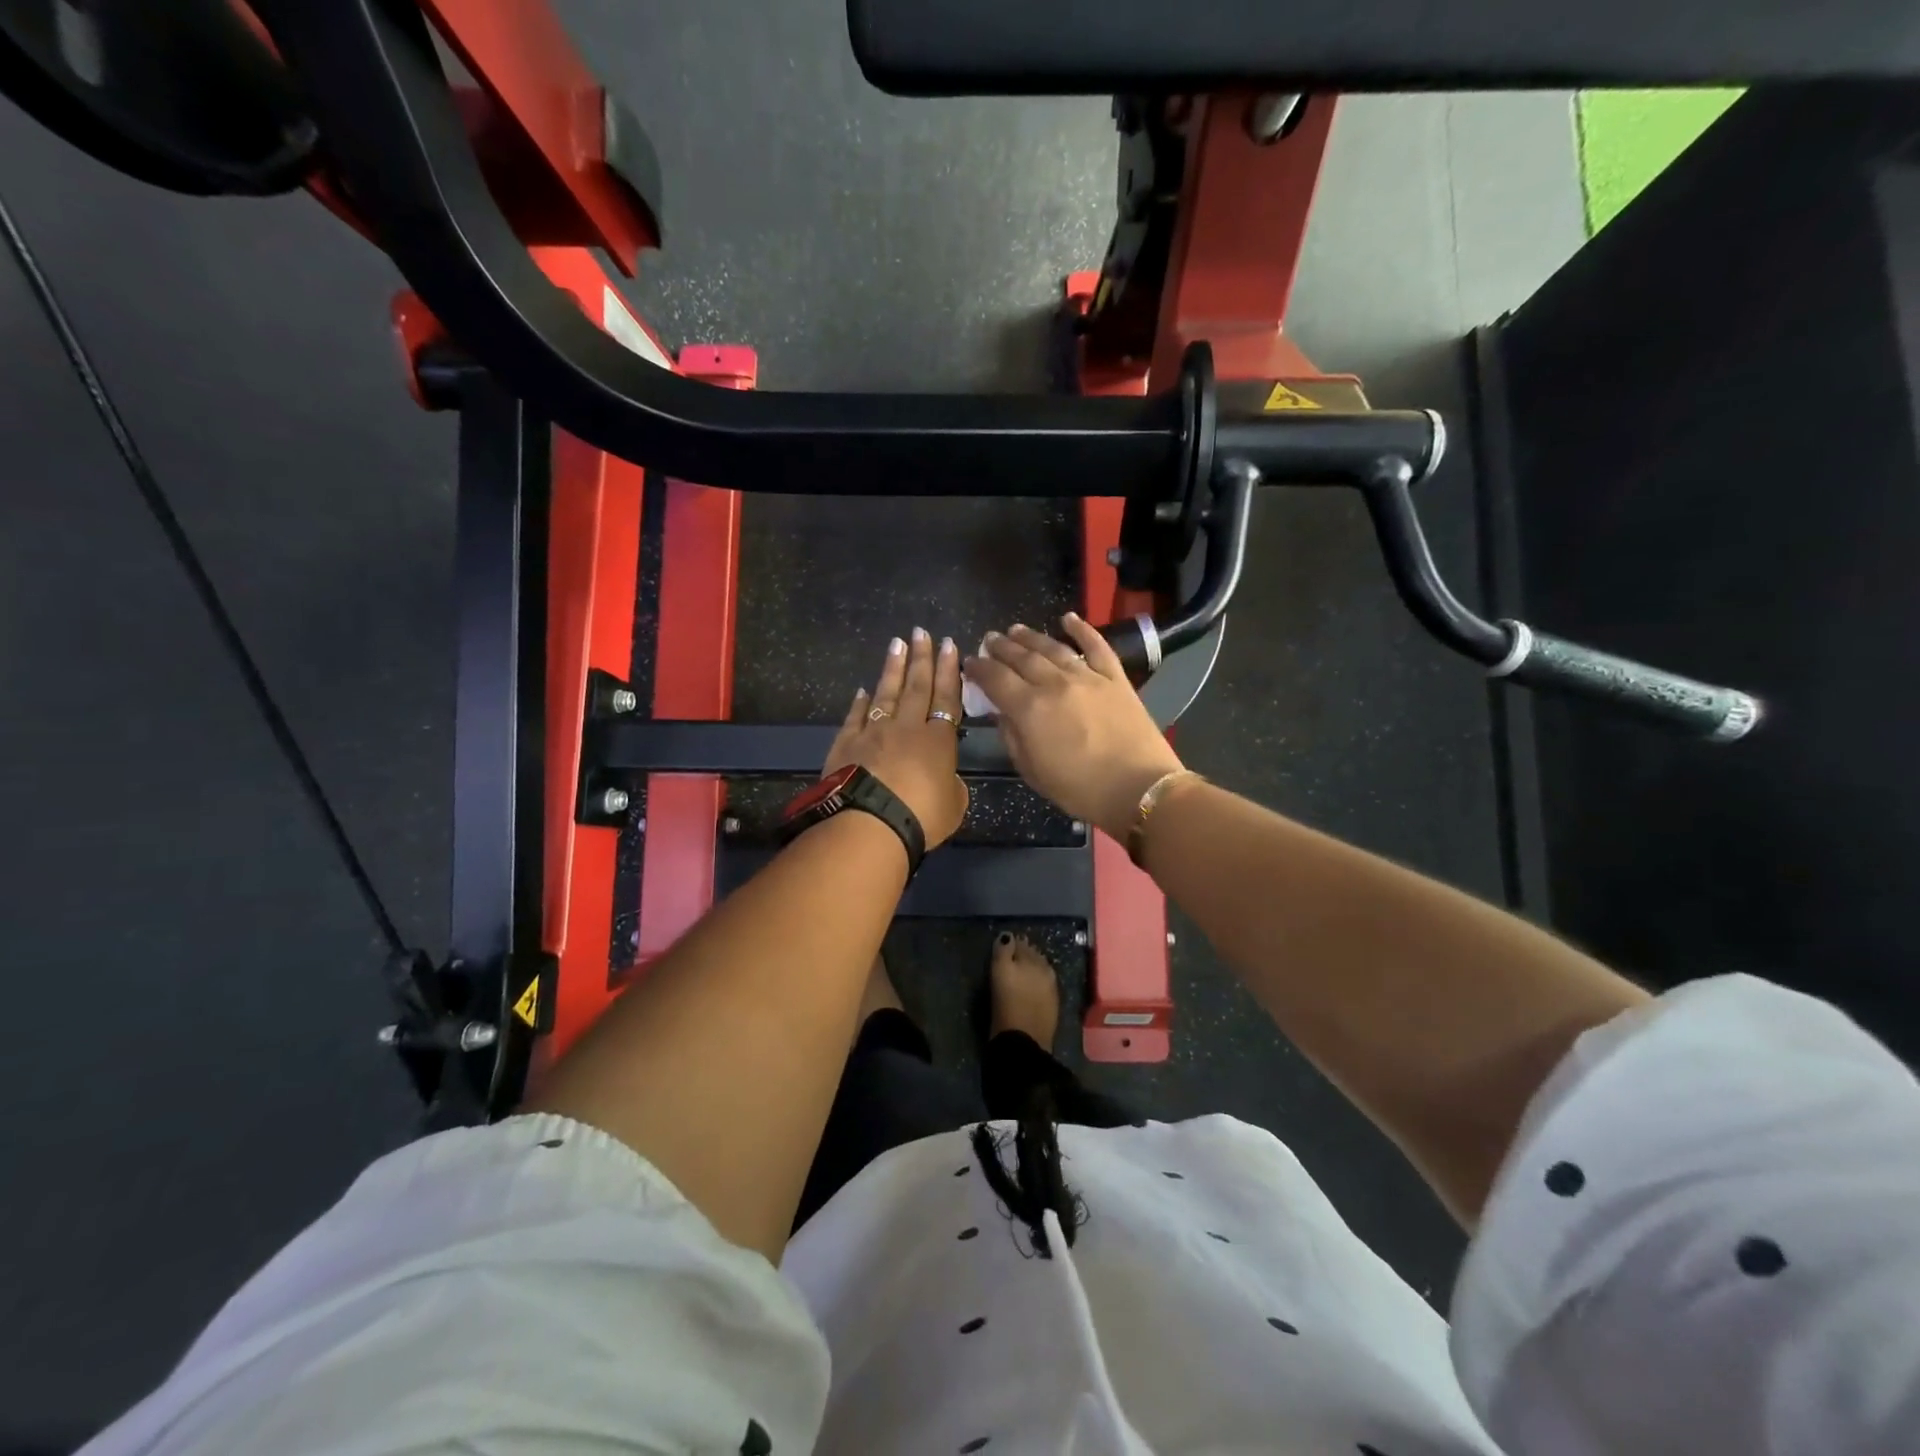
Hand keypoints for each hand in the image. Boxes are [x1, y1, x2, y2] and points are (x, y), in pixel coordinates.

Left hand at [821, 629, 969, 847]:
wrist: (869, 824)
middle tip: (921, 632)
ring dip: (892, 668)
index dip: (949, 671)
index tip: (949, 645)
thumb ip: (953, 787)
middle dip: (921, 658)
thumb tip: (946, 779)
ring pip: (885, 693)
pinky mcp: (846, 744)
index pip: (947, 698)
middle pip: (916, 686)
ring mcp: (873, 732)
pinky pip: (855, 717)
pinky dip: (860, 702)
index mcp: (938, 740)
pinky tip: (863, 690)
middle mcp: (907, 728)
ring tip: (896, 643)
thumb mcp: (953, 806)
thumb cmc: (921, 817)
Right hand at [964, 614, 1184, 839]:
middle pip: (1021, 658)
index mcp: (1029, 708)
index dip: (979, 668)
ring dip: (1031, 637)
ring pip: (1053, 648)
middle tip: (990, 639)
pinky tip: (1068, 619)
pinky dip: (1082, 629)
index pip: (995, 679)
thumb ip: (1012, 737)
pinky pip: (1096, 646)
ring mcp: (1087, 677)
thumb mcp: (1032, 771)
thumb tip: (1001, 713)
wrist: (1139, 789)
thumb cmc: (1080, 789)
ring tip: (1016, 629)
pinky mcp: (1115, 678)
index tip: (969, 662)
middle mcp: (1054, 684)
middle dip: (1001, 647)